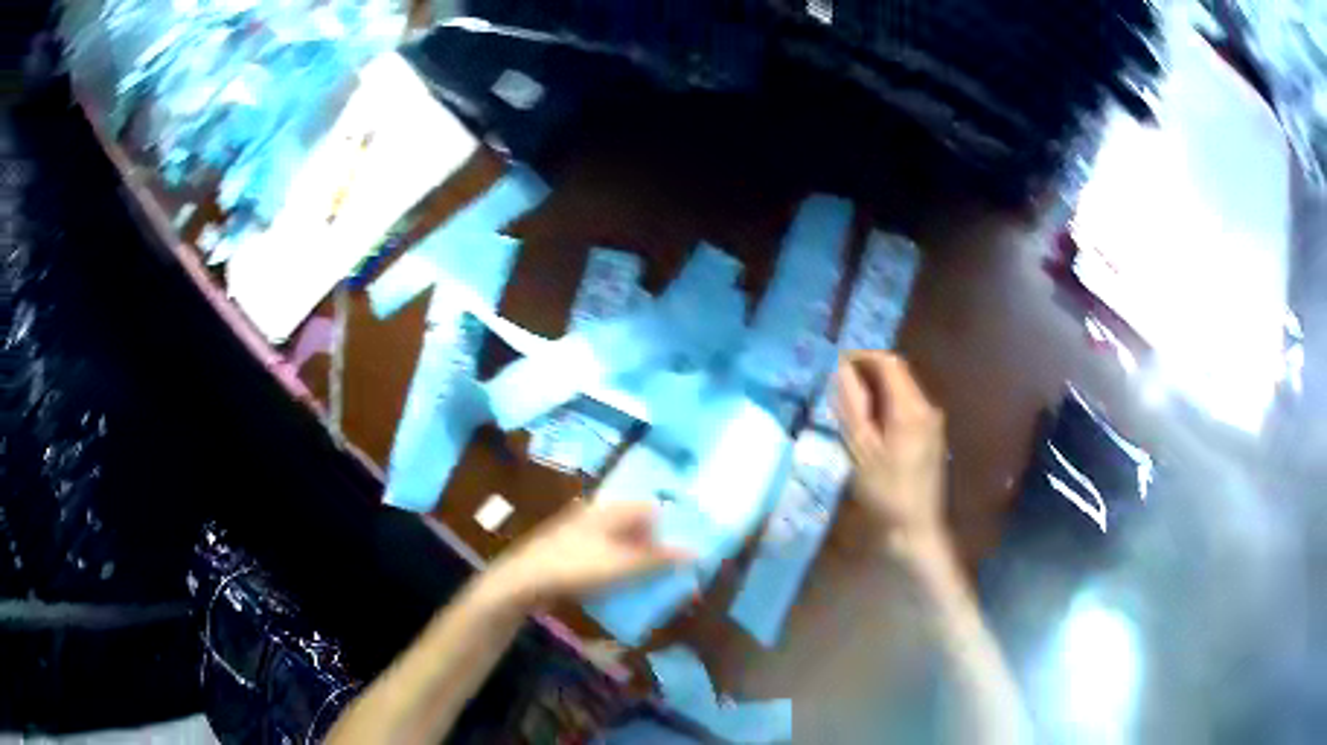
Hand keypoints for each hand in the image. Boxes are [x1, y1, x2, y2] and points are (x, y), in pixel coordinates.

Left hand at [484, 500, 693, 608]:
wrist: (523, 581)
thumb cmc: (575, 567)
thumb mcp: (623, 565)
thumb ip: (660, 559)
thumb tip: (697, 552)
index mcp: (610, 509)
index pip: (652, 508)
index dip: (673, 527)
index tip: (689, 551)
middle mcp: (597, 514)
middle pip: (637, 526)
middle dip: (658, 548)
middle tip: (675, 572)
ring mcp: (581, 533)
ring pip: (621, 543)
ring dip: (639, 561)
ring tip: (655, 583)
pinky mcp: (571, 552)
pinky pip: (605, 556)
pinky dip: (619, 569)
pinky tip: (625, 588)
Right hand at [834, 352, 949, 560]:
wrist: (916, 528)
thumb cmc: (886, 492)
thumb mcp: (861, 449)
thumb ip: (852, 407)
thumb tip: (841, 371)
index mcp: (910, 408)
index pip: (889, 362)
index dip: (862, 357)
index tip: (837, 364)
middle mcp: (927, 408)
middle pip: (898, 373)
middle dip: (869, 372)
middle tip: (838, 385)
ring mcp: (933, 423)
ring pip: (903, 390)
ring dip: (878, 389)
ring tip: (849, 404)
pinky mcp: (932, 437)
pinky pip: (908, 407)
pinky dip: (888, 405)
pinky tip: (871, 425)